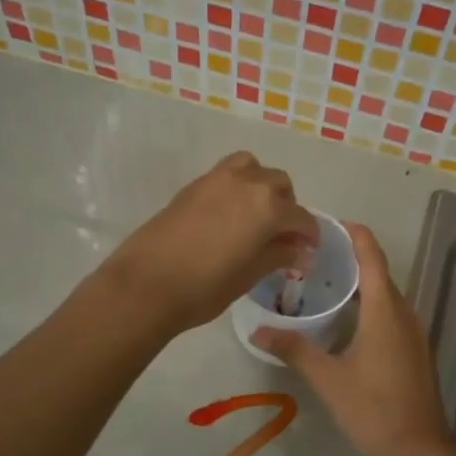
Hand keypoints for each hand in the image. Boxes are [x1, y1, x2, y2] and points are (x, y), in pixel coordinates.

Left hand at [101, 151, 319, 335]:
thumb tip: (301, 252)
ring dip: (262, 187)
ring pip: (252, 169)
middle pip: (279, 185)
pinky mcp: (193, 185)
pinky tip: (230, 216)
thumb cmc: (205, 287)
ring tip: (256, 215)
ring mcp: (217, 179)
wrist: (146, 283)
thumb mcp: (250, 274)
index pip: (300, 217)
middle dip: (287, 207)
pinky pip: (227, 174)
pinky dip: (237, 187)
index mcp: (268, 207)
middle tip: (282, 236)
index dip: (309, 235)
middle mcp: (247, 183)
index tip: (308, 251)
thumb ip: (279, 256)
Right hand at [252, 224, 455, 455]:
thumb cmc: (374, 408)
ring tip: (326, 284)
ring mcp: (414, 333)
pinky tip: (347, 321)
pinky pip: (392, 314)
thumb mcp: (328, 379)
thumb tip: (258, 332)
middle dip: (352, 259)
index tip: (331, 224)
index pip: (372, 257)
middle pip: (379, 274)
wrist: (420, 449)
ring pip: (387, 296)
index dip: (355, 236)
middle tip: (314, 256)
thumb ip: (295, 350)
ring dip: (361, 285)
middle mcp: (404, 313)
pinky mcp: (415, 351)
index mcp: (385, 311)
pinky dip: (371, 306)